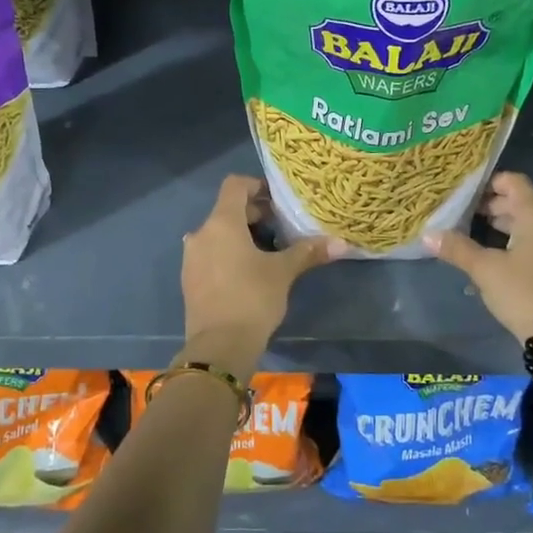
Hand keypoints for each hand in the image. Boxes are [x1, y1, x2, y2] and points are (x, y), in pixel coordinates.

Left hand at [181, 176, 343, 379]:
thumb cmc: (252, 299)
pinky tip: (249, 273)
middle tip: (282, 227)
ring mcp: (191, 258)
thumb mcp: (283, 272)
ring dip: (242, 236)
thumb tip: (342, 243)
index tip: (278, 200)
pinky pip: (211, 254)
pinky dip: (229, 254)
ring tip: (269, 251)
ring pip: (219, 234)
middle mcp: (201, 234)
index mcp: (221, 223)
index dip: (257, 186)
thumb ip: (308, 252)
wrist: (219, 347)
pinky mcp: (190, 280)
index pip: (235, 185)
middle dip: (255, 214)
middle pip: (227, 210)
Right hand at [425, 172, 532, 343]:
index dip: (488, 182)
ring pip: (527, 225)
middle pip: (520, 203)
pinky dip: (513, 243)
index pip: (513, 182)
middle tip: (460, 215)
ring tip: (470, 235)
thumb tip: (427, 234)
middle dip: (489, 207)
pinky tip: (491, 259)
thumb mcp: (485, 269)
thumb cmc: (524, 292)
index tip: (463, 192)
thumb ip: (457, 248)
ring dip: (500, 227)